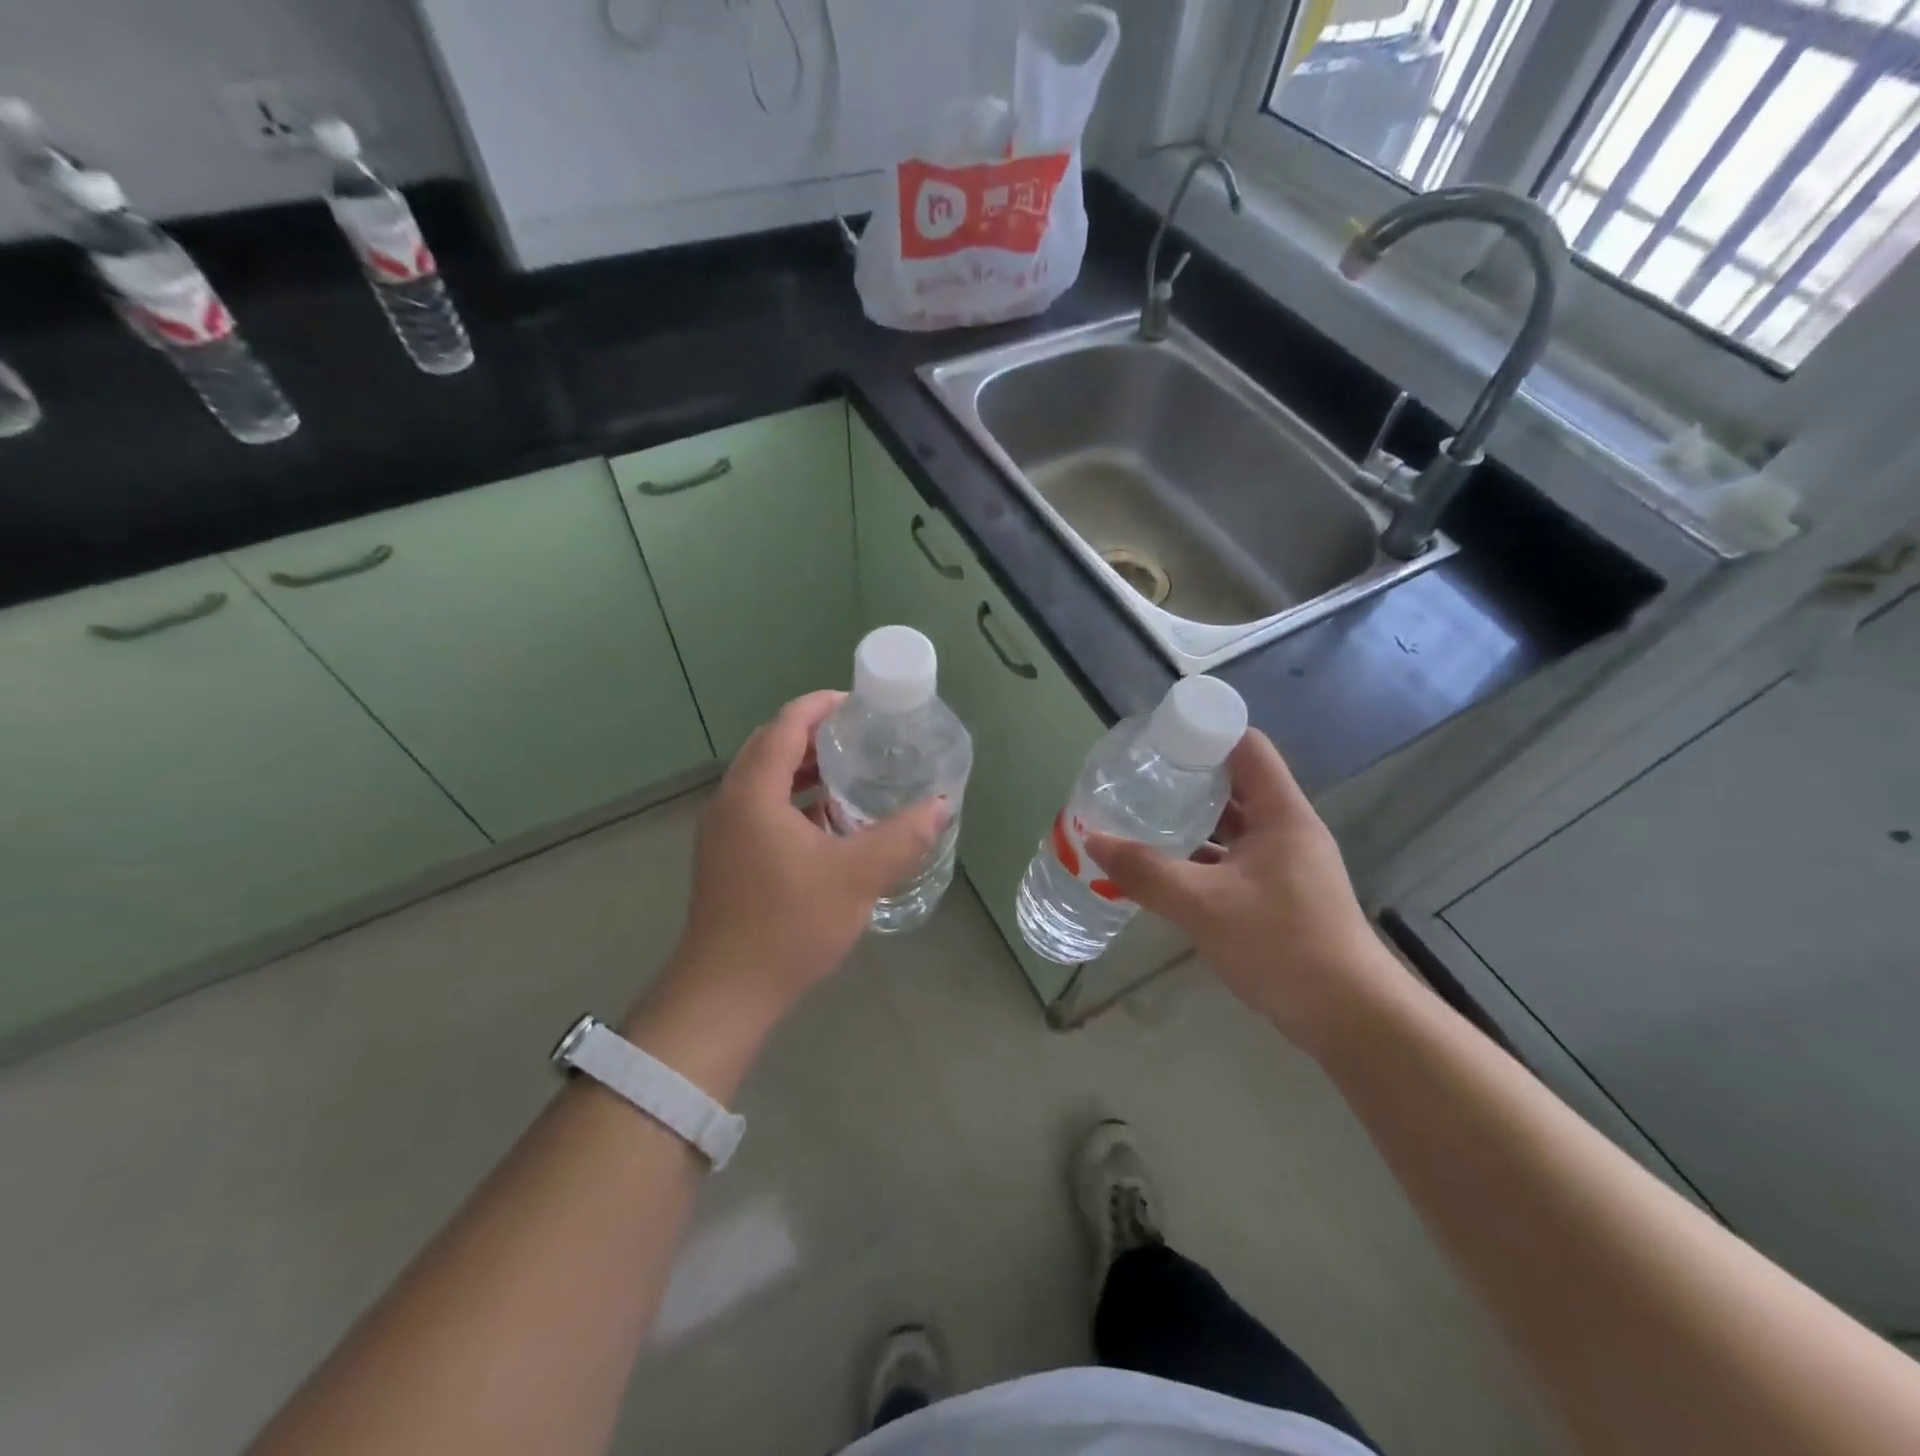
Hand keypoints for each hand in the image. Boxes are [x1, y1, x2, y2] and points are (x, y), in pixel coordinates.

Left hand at [645, 692, 948, 1035]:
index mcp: (754, 793)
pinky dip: (794, 800)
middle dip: (815, 735)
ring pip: (765, 781)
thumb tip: (941, 806)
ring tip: (851, 774)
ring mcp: (723, 833)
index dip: (821, 706)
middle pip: (771, 748)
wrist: (726, 994)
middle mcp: (731, 803)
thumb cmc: (789, 925)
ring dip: (804, 770)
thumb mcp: (857, 877)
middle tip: (862, 736)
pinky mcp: (726, 859)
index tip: (859, 703)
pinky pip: (761, 808)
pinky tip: (828, 824)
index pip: (785, 726)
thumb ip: (902, 837)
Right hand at [1083, 729, 1396, 1052]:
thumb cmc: (1282, 945)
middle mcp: (1286, 828)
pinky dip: (1199, 855)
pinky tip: (1163, 866)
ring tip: (1141, 816)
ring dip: (1191, 819)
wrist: (1348, 1017)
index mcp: (1281, 813)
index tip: (1157, 742)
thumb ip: (1146, 872)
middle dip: (1186, 777)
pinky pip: (1231, 857)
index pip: (1246, 746)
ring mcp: (1284, 862)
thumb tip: (1093, 842)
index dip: (1204, 733)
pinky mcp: (1277, 893)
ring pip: (1231, 823)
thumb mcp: (1204, 905)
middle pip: (1234, 782)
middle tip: (1138, 779)